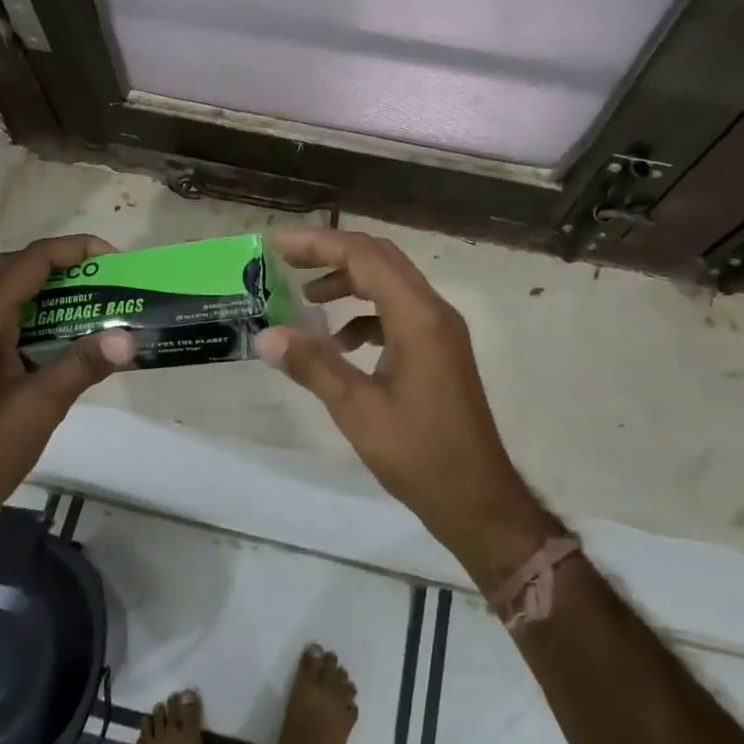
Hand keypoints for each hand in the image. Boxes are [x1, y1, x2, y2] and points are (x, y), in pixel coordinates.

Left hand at [0, 235, 133, 521]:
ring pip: (6, 294)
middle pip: (10, 269)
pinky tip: (66, 339)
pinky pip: (6, 322)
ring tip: (92, 301)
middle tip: (100, 276)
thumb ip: (81, 368)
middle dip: (57, 261)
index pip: (26, 266)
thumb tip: (129, 337)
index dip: (69, 251)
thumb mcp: (38, 412)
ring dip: (47, 287)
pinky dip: (38, 315)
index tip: (112, 259)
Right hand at [253, 228, 554, 578]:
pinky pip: (398, 312)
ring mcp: (440, 330)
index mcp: (418, 317)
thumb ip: (313, 365)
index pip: (365, 256)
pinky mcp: (439, 350)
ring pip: (390, 284)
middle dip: (332, 254)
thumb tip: (267, 335)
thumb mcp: (357, 410)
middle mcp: (434, 311)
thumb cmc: (419, 454)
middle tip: (287, 261)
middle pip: (380, 259)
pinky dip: (365, 314)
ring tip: (306, 299)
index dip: (319, 244)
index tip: (278, 246)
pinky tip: (340, 342)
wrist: (477, 498)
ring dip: (349, 282)